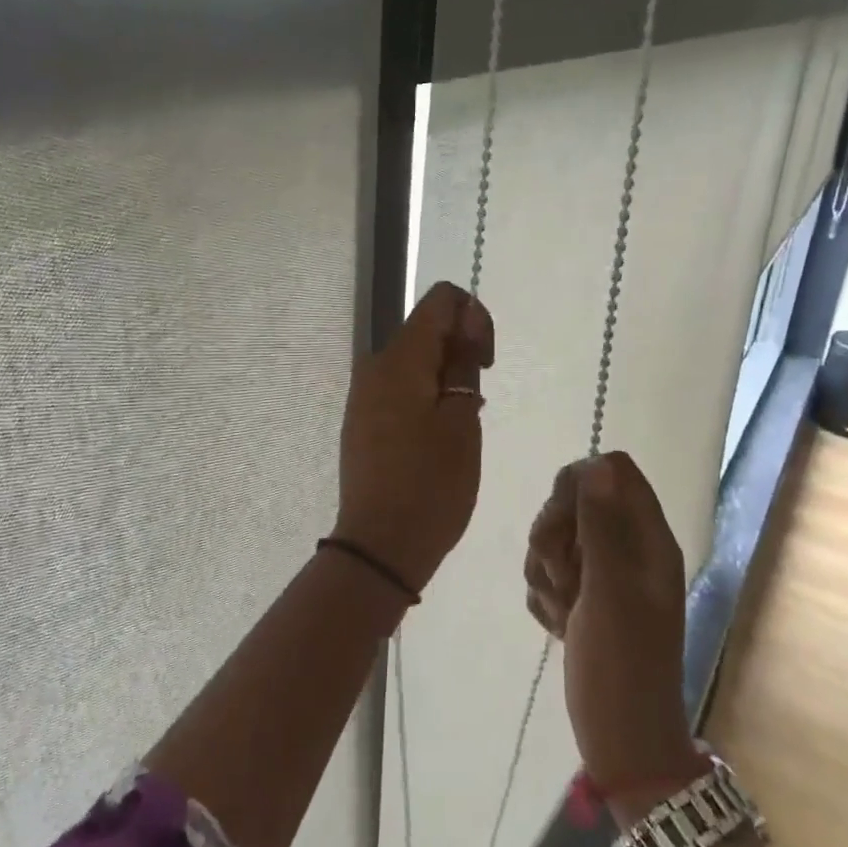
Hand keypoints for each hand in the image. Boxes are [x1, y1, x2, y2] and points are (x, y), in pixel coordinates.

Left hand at [332, 282, 494, 592]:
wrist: (380, 546)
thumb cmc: (431, 484)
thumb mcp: (462, 422)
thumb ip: (464, 364)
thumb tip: (465, 326)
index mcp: (399, 358)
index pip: (440, 300)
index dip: (474, 317)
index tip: (485, 362)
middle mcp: (374, 365)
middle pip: (426, 329)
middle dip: (460, 350)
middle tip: (477, 402)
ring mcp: (363, 393)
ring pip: (414, 360)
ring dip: (445, 377)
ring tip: (461, 425)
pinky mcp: (362, 419)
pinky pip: (400, 387)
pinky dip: (426, 395)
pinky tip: (438, 435)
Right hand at [525, 452, 699, 789]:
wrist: (621, 740)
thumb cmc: (622, 667)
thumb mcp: (610, 593)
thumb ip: (602, 527)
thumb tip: (597, 465)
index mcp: (648, 539)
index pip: (612, 471)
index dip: (578, 485)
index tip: (563, 524)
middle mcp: (628, 549)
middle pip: (575, 500)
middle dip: (554, 534)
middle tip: (563, 578)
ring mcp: (603, 574)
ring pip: (554, 537)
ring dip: (546, 571)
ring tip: (565, 612)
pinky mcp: (581, 597)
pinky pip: (546, 573)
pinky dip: (545, 596)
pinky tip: (559, 626)